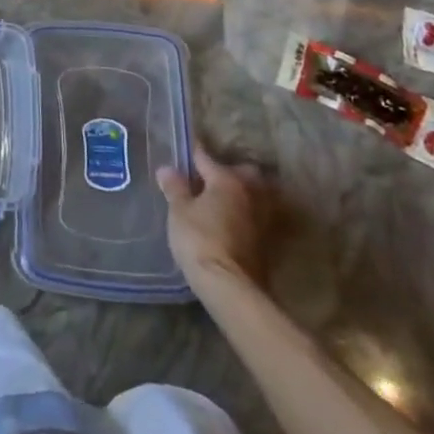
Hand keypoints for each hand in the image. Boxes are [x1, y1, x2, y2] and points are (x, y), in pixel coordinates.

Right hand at [156, 142, 273, 287]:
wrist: (230, 287)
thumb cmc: (200, 240)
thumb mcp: (179, 211)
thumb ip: (175, 188)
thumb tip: (168, 169)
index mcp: (227, 180)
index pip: (206, 157)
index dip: (192, 152)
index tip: (184, 146)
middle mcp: (250, 193)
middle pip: (242, 172)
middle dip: (228, 170)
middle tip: (207, 177)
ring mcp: (262, 218)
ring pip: (255, 194)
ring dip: (241, 193)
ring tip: (221, 199)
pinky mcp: (266, 242)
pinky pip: (255, 217)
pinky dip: (245, 214)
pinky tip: (230, 221)